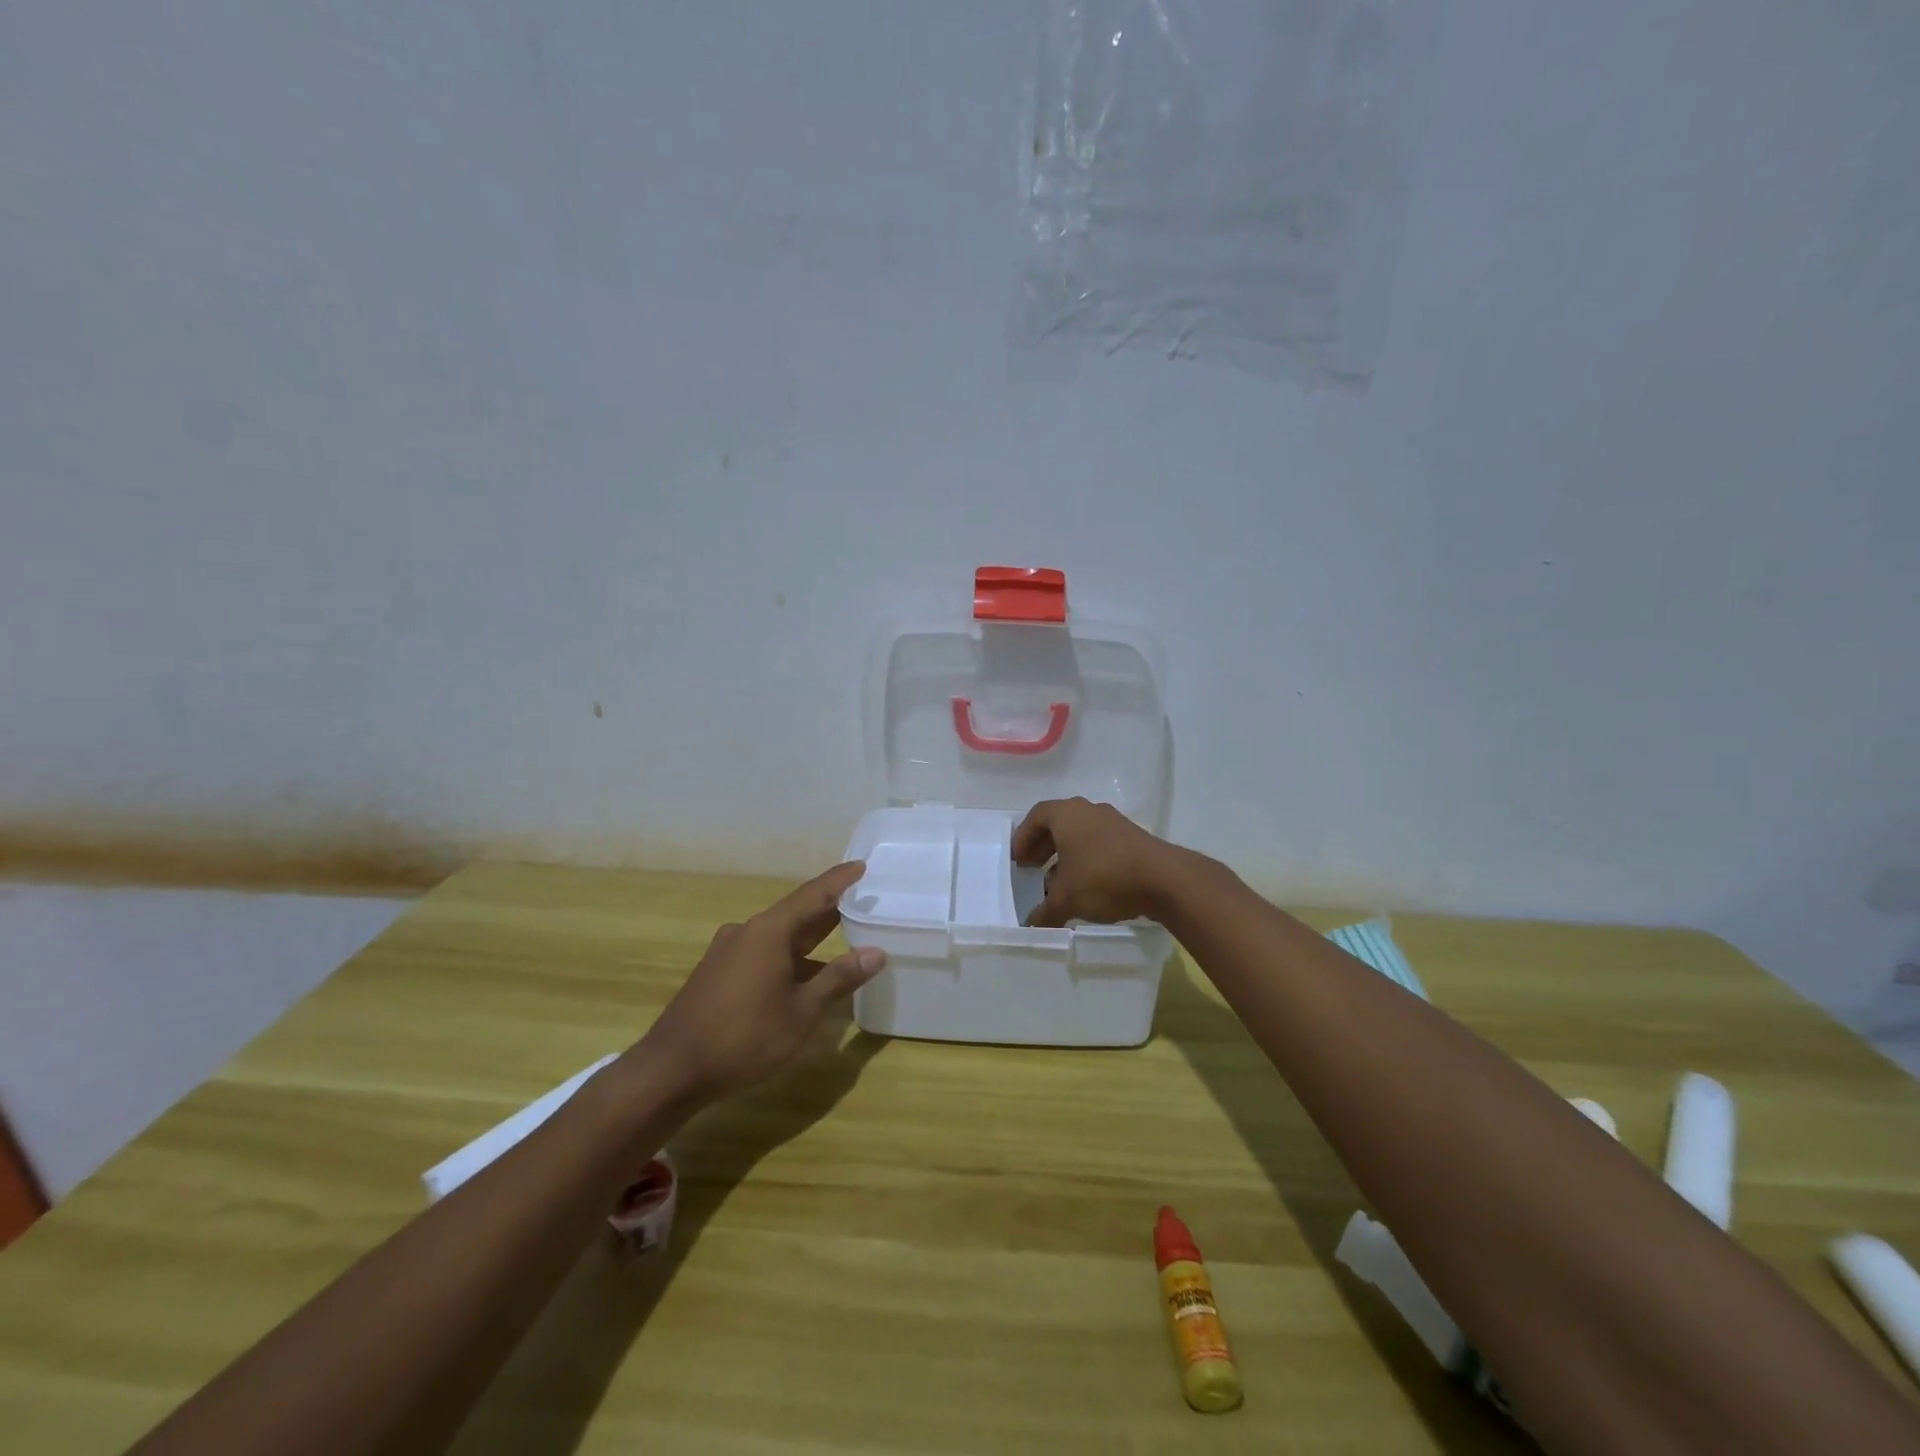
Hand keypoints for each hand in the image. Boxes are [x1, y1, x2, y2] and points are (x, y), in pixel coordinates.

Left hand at [638, 862, 886, 1103]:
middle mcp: (748, 931)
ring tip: (841, 944)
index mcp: (770, 931)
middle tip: (861, 903)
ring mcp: (728, 951)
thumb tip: (876, 952)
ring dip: (809, 941)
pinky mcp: (717, 973)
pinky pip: (762, 953)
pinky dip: (788, 958)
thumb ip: (839, 979)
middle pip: (796, 914)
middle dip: (828, 910)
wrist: (672, 1070)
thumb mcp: (802, 1012)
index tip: (861, 866)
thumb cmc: (745, 1036)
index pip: (814, 895)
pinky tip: (803, 979)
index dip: (839, 880)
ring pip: (778, 937)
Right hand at [1012, 797, 1187, 927]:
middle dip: (1043, 846)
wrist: (1164, 879)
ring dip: (1066, 854)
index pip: (1036, 816)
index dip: (1023, 837)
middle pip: (1058, 823)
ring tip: (1058, 881)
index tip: (1018, 860)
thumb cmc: (1104, 877)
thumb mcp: (1066, 899)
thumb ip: (1044, 911)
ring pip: (1081, 834)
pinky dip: (1087, 859)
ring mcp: (1114, 822)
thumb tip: (1030, 925)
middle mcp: (1089, 811)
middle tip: (1032, 868)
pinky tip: (1087, 885)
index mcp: (1067, 814)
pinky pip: (1100, 843)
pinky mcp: (1133, 838)